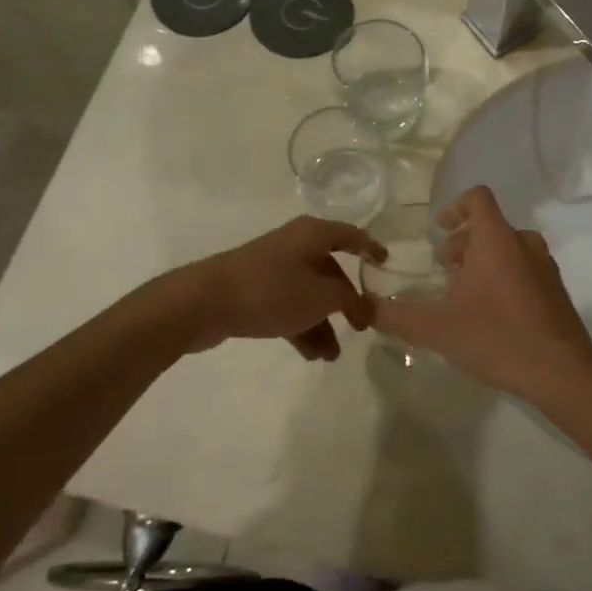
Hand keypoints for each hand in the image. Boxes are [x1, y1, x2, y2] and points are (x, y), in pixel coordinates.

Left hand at [168, 217, 385, 361]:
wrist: (205, 302)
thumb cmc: (271, 291)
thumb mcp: (321, 297)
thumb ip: (349, 300)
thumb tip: (361, 304)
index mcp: (313, 234)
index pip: (351, 235)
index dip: (371, 248)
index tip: (386, 265)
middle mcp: (295, 245)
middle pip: (330, 270)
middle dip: (346, 301)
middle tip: (362, 327)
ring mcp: (273, 268)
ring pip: (309, 294)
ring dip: (324, 323)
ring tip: (331, 356)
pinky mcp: (255, 290)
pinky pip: (289, 306)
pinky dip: (302, 327)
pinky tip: (311, 355)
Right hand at [369, 186, 591, 400]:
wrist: (561, 372)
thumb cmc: (496, 337)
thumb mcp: (436, 329)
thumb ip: (395, 315)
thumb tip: (362, 307)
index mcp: (496, 239)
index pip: (477, 198)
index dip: (454, 207)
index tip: (439, 231)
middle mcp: (524, 244)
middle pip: (490, 227)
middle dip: (463, 244)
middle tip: (443, 272)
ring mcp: (545, 267)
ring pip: (508, 249)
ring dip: (483, 262)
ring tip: (464, 295)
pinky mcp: (556, 291)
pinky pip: (525, 270)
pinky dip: (504, 278)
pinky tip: (491, 316)